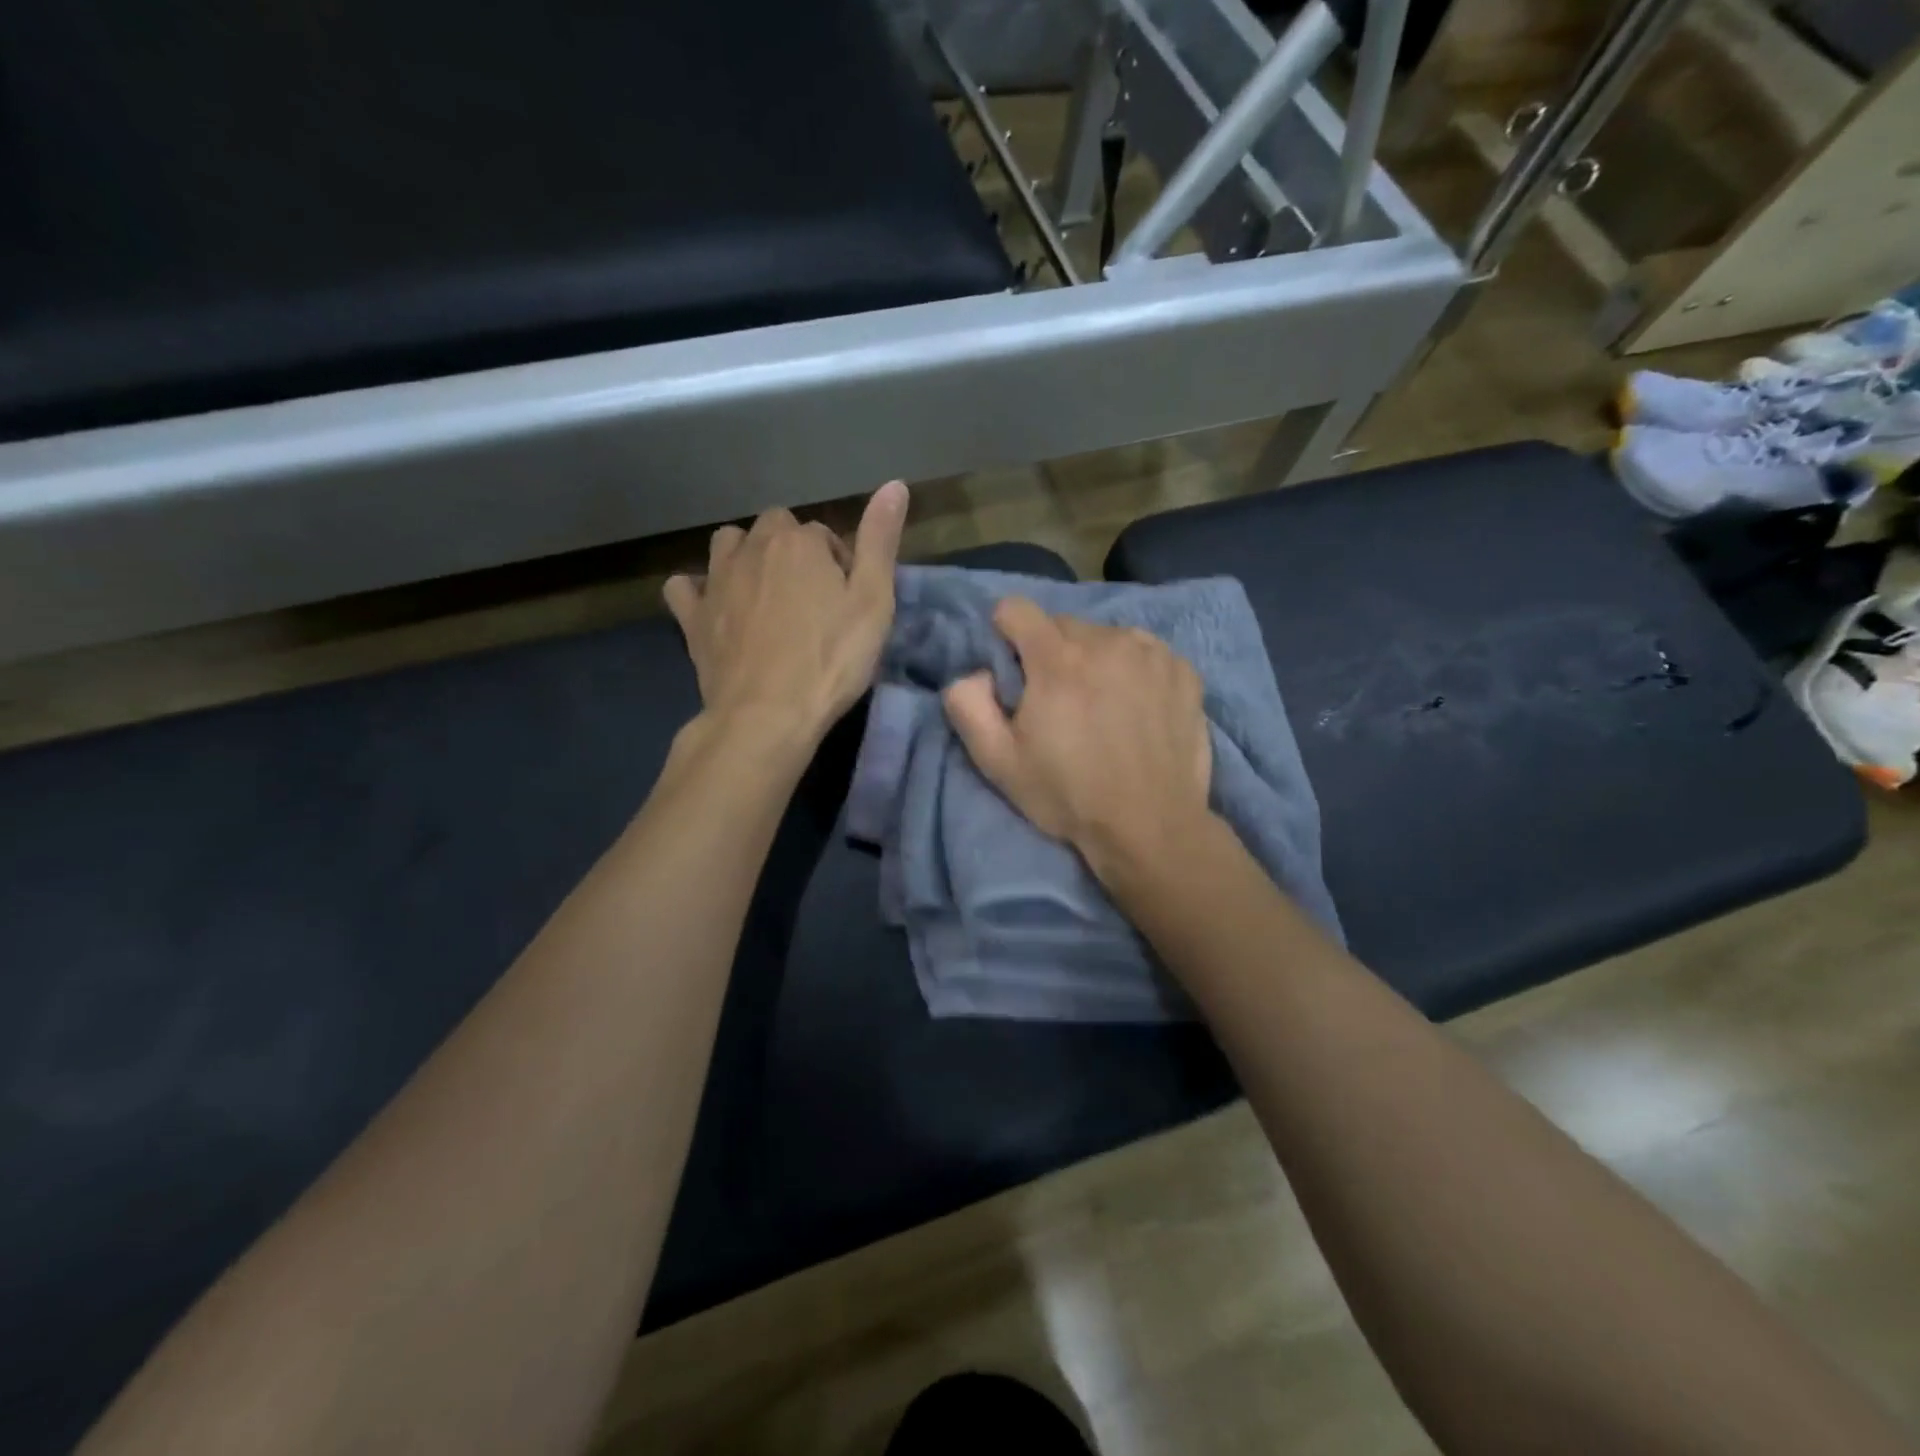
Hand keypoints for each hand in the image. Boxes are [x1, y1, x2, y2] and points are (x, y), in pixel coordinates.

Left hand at [664, 482, 907, 744]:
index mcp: (798, 543)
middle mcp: (752, 548)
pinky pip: (684, 587)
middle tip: (813, 599)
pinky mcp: (692, 617)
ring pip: (727, 544)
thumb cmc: (831, 660)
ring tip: (766, 594)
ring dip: (746, 557)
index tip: (849, 601)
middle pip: (774, 529)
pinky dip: (697, 590)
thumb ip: (880, 541)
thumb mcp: (873, 602)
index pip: (824, 535)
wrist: (767, 714)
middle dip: (793, 552)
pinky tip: (714, 607)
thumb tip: (894, 484)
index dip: (840, 564)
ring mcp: (716, 581)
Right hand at [943, 597, 1212, 877]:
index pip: (1016, 609)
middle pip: (1062, 625)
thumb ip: (968, 706)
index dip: (1006, 636)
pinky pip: (1144, 652)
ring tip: (1101, 707)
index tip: (1013, 673)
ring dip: (1094, 660)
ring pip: (1105, 637)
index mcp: (1057, 659)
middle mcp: (1106, 641)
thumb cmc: (1069, 795)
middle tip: (1058, 703)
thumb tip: (974, 673)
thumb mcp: (998, 762)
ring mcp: (1151, 653)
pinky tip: (1137, 710)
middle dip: (1051, 654)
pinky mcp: (1183, 671)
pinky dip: (1133, 670)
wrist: (1150, 827)